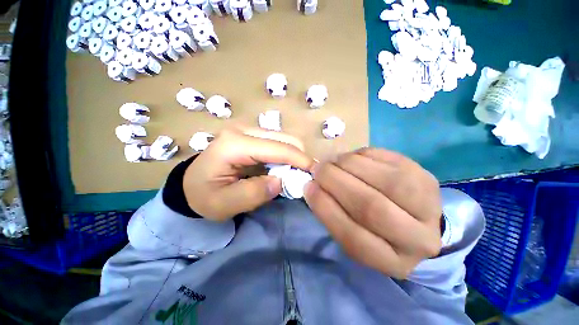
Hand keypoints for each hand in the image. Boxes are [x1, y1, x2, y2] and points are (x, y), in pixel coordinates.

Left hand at [184, 127, 313, 221]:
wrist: (191, 185)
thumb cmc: (203, 196)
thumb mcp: (223, 204)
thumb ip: (252, 194)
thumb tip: (280, 181)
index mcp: (234, 144)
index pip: (277, 148)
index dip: (300, 160)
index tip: (315, 174)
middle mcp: (244, 130)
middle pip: (285, 139)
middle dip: (299, 158)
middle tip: (302, 178)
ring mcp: (248, 130)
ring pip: (284, 139)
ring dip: (293, 157)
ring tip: (292, 176)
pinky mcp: (252, 136)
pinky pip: (278, 143)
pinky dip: (286, 157)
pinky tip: (283, 170)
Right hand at [304, 148, 441, 278]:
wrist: (411, 216)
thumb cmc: (374, 228)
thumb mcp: (352, 231)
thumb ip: (333, 213)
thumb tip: (314, 185)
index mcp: (392, 262)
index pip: (353, 237)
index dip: (325, 208)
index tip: (308, 187)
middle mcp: (417, 239)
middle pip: (371, 206)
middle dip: (335, 181)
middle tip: (318, 169)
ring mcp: (428, 205)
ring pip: (384, 180)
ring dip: (349, 164)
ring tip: (333, 161)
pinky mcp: (425, 177)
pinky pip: (388, 160)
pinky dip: (362, 155)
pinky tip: (352, 158)